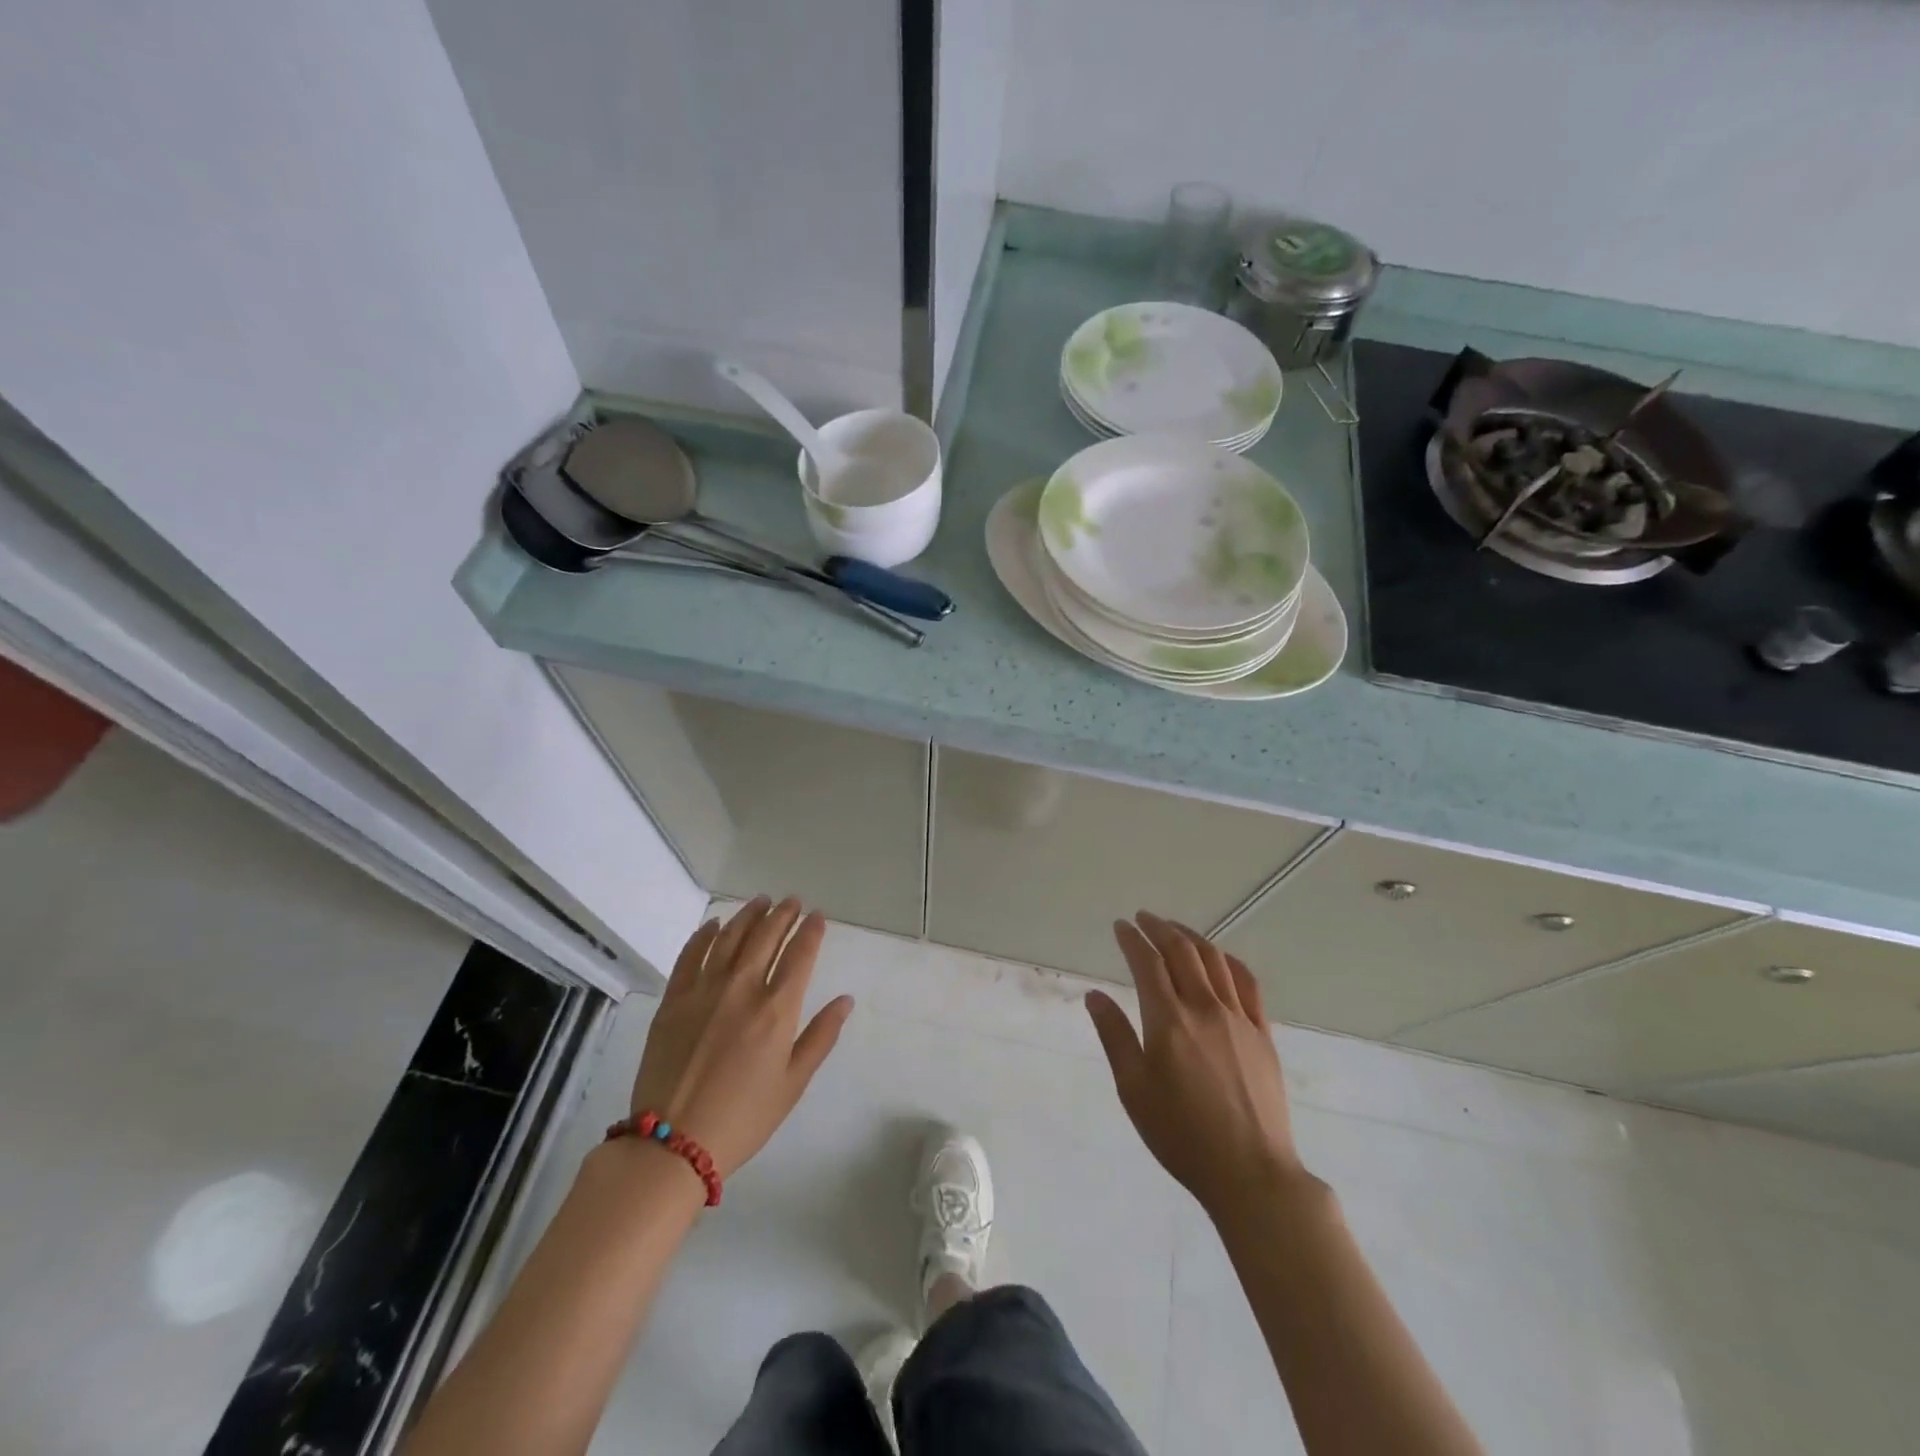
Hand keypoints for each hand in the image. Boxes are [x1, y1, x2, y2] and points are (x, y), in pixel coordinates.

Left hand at [629, 897, 853, 1177]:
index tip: (818, 916)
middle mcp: (742, 988)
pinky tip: (714, 924)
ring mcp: (704, 990)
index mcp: (777, 1009)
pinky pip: (690, 955)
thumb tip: (845, 1000)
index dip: (811, 931)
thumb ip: (821, 1036)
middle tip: (792, 901)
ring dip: (749, 915)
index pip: (800, 954)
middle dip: (783, 914)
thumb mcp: (793, 1083)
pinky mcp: (673, 1000)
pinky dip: (704, 934)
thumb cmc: (743, 1118)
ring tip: (761, 901)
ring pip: (730, 937)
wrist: (672, 1145)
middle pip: (766, 937)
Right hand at [1085, 912, 1305, 1220]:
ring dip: (1192, 937)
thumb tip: (1094, 995)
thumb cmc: (1181, 1135)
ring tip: (1176, 929)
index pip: (1147, 963)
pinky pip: (1248, 983)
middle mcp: (1205, 1008)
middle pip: (1181, 952)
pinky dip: (1229, 961)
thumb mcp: (1134, 1090)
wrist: (1250, 1173)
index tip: (1120, 926)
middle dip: (1160, 928)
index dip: (1132, 939)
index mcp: (1169, 1020)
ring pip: (1215, 961)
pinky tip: (1221, 959)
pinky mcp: (1263, 1034)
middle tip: (1144, 918)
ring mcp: (1239, 1018)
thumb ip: (1115, 1036)